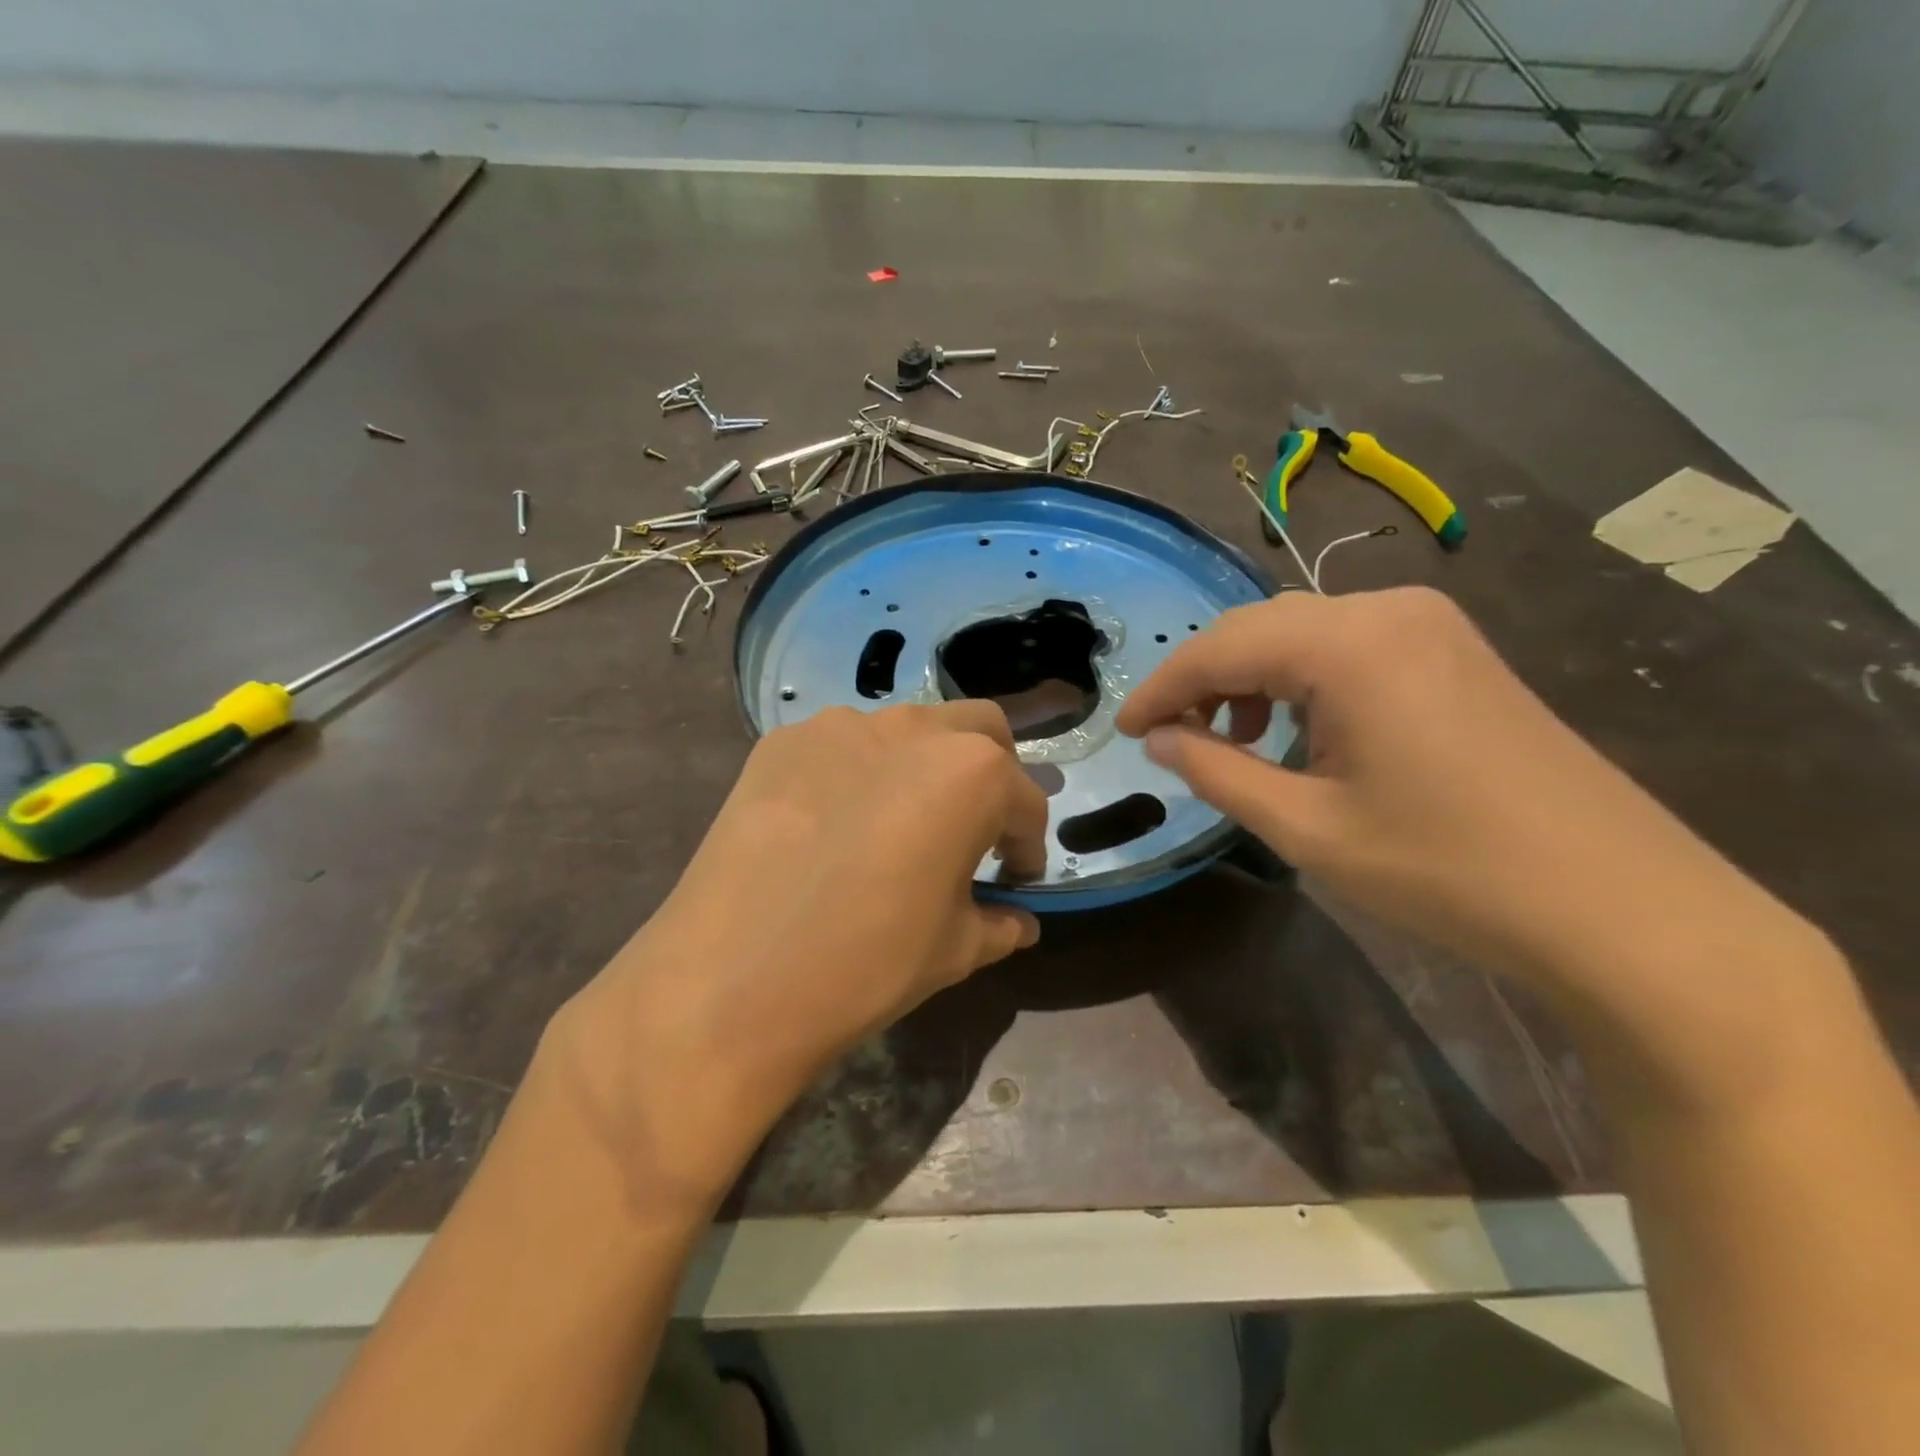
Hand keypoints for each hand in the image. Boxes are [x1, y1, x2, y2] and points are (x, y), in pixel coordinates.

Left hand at [546, 701, 1047, 1208]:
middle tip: (975, 831)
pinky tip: (834, 826)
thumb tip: (1018, 921)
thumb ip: (999, 923)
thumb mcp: (954, 951)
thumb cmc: (866, 964)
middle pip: (979, 732)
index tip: (1016, 878)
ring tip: (900, 824)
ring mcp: (838, 726)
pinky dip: (859, 773)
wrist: (728, 981)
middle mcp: (911, 729)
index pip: (1024, 800)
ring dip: (924, 766)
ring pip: (908, 729)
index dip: (1028, 844)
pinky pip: (841, 746)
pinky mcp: (780, 742)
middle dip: (992, 775)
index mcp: (971, 773)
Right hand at [1116, 588, 1791, 996]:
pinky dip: (1302, 681)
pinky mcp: (1455, 651)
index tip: (1123, 730)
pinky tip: (1299, 732)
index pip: (1221, 646)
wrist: (1622, 907)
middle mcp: (1387, 610)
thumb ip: (1217, 771)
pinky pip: (1348, 647)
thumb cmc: (1447, 870)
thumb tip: (1159, 738)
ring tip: (1233, 742)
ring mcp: (1430, 625)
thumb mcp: (1306, 828)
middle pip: (1260, 628)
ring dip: (1252, 679)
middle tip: (1168, 738)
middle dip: (1204, 680)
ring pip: (1302, 634)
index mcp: (1349, 644)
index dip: (1162, 687)